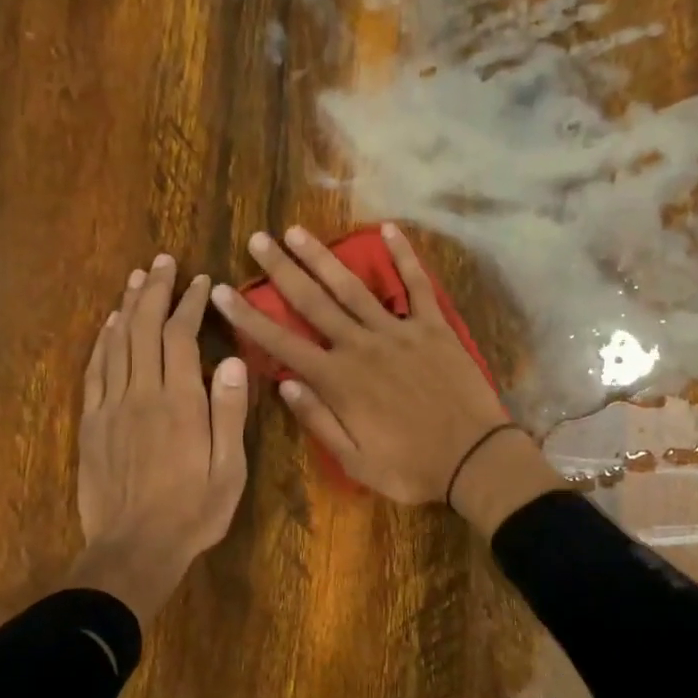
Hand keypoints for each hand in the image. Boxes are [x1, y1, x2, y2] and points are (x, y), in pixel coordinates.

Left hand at [65, 256, 249, 624]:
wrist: (133, 548)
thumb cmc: (192, 513)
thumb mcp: (229, 470)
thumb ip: (230, 413)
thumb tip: (235, 361)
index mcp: (181, 403)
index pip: (182, 337)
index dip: (190, 304)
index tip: (201, 281)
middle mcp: (143, 393)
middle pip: (145, 328)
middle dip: (156, 291)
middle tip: (164, 262)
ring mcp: (112, 406)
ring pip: (117, 342)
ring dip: (128, 306)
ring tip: (137, 278)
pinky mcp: (92, 423)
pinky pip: (95, 370)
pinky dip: (102, 341)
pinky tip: (109, 325)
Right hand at [210, 223, 531, 508]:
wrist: (475, 459)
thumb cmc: (411, 467)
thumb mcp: (355, 461)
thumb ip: (318, 420)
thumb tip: (283, 383)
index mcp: (339, 380)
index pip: (281, 343)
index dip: (248, 316)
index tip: (222, 291)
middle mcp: (362, 346)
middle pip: (313, 302)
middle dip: (282, 270)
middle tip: (258, 239)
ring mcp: (399, 332)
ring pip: (353, 287)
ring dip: (323, 257)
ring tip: (298, 231)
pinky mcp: (434, 327)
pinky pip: (417, 285)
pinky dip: (404, 256)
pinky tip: (388, 229)